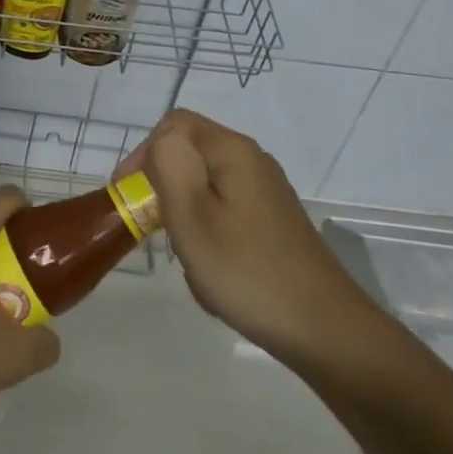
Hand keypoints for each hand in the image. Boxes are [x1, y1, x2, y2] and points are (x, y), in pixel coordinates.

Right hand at [122, 110, 373, 355]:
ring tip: (182, 251)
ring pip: (206, 183)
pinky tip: (210, 266)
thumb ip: (169, 165)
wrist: (323, 329)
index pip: (174, 124)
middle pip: (191, 152)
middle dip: (163, 184)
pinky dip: (207, 229)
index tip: (129, 193)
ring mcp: (267, 192)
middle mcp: (253, 161)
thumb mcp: (192, 215)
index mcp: (232, 151)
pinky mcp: (274, 220)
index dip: (143, 152)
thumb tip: (162, 141)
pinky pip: (226, 208)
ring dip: (184, 211)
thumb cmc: (246, 270)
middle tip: (152, 226)